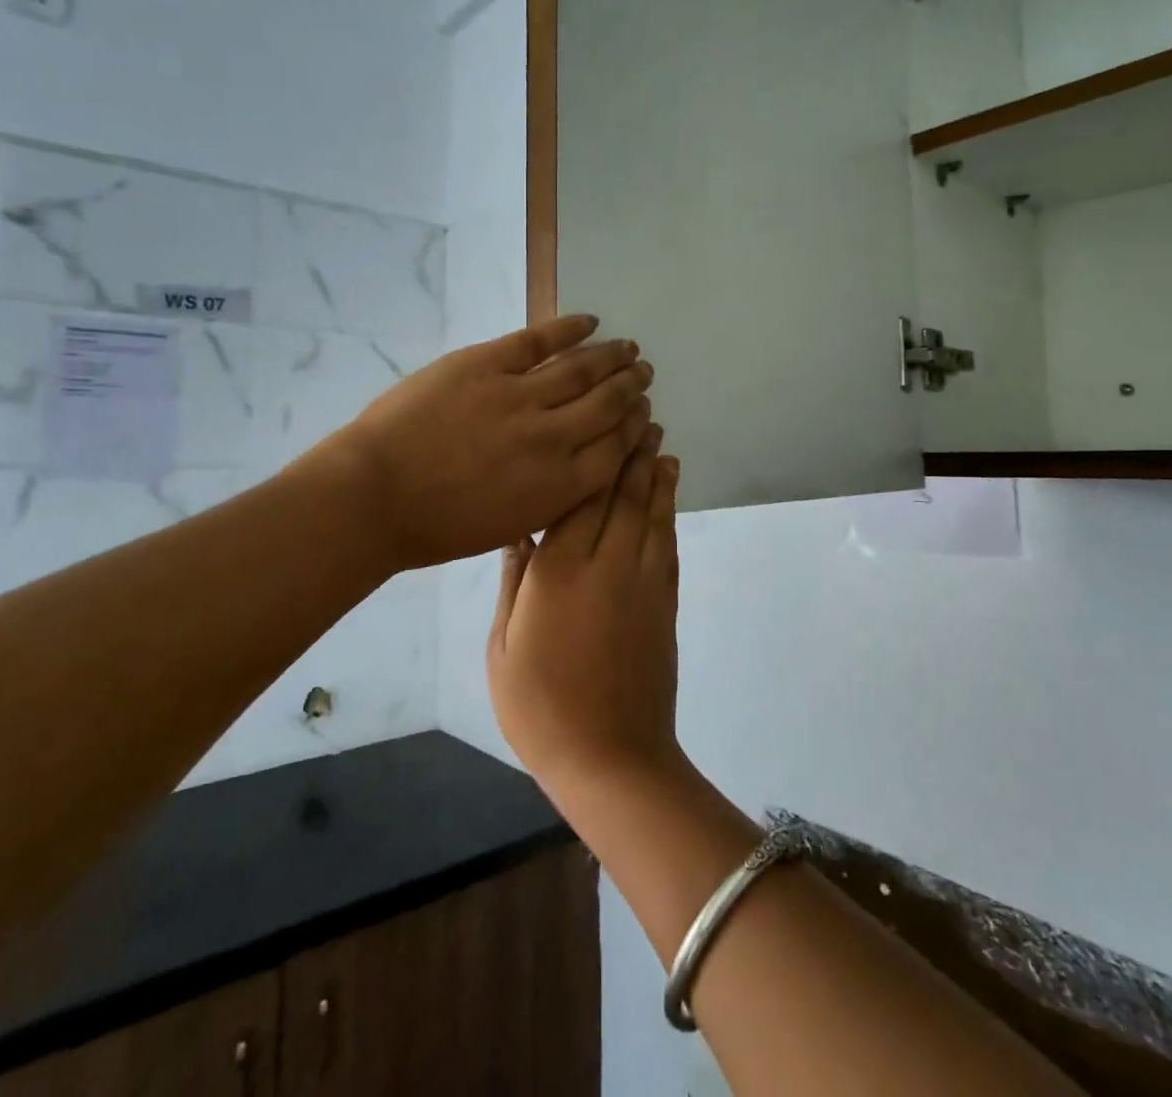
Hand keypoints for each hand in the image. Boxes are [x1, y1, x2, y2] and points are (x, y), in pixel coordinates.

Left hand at [331, 315, 653, 571]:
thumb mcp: (508, 529)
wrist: (373, 498)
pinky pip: (538, 340)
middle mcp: (551, 438)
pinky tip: (590, 321)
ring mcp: (518, 396)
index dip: (636, 429)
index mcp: (557, 486)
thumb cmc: (435, 528)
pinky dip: (569, 328)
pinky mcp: (486, 364)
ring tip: (629, 348)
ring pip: (582, 369)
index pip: (616, 450)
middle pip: (608, 405)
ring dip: (611, 356)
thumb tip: (573, 469)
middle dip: (631, 388)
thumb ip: (550, 498)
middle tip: (644, 374)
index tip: (645, 415)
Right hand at [488, 427, 681, 793]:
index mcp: (560, 570)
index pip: (579, 495)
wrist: (611, 758)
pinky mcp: (665, 601)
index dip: (593, 454)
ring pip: (651, 512)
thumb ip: (514, 580)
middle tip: (638, 413)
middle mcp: (608, 563)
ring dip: (656, 473)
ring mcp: (643, 581)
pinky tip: (667, 494)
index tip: (603, 421)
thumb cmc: (540, 706)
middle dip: (630, 451)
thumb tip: (518, 530)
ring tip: (659, 440)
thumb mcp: (503, 646)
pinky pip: (666, 544)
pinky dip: (668, 512)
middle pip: (621, 493)